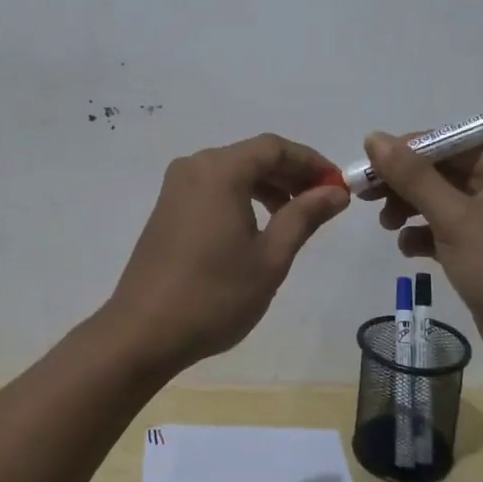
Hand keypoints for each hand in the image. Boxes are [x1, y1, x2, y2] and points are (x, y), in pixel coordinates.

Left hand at [101, 134, 350, 378]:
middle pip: (253, 156)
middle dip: (292, 174)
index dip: (312, 162)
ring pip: (233, 172)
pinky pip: (215, 188)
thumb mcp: (270, 257)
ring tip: (297, 215)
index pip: (275, 148)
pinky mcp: (168, 208)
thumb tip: (335, 191)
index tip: (339, 184)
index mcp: (220, 170)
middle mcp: (195, 167)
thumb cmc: (214, 295)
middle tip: (325, 200)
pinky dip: (243, 197)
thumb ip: (304, 216)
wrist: (142, 333)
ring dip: (269, 186)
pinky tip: (260, 225)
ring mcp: (177, 187)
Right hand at [365, 133, 482, 384]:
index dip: (404, 152)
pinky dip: (425, 235)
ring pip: (441, 201)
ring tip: (387, 226)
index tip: (367, 168)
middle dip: (404, 183)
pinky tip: (408, 250)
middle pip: (441, 171)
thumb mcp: (454, 218)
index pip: (447, 143)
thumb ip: (412, 176)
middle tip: (367, 198)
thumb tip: (373, 138)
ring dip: (411, 209)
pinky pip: (447, 230)